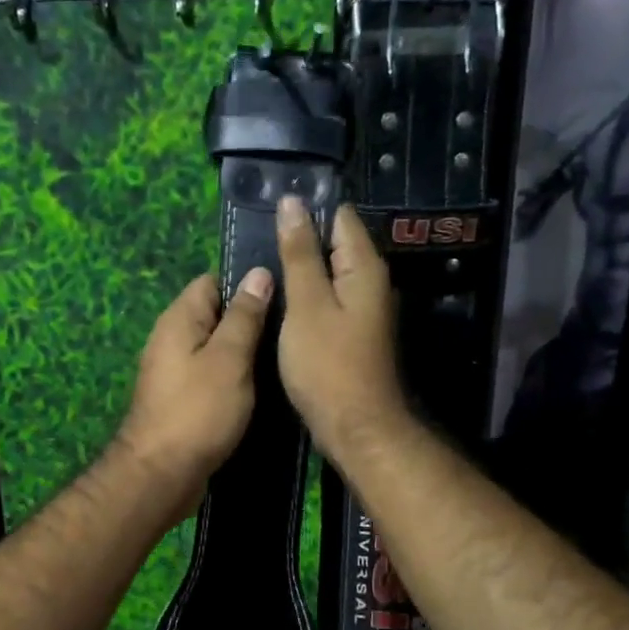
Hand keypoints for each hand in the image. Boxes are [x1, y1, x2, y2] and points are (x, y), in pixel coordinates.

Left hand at [116, 267, 273, 512]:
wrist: (162, 475)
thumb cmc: (198, 410)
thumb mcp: (230, 358)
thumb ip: (245, 316)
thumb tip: (258, 273)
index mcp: (179, 319)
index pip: (213, 281)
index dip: (247, 284)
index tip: (284, 296)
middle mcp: (172, 339)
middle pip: (216, 315)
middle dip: (251, 320)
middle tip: (292, 330)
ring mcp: (175, 371)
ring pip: (217, 349)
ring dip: (245, 353)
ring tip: (284, 356)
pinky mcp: (182, 399)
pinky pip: (212, 376)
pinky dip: (234, 379)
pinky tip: (262, 388)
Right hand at [276, 196, 406, 463]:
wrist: (355, 426)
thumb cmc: (328, 364)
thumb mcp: (306, 304)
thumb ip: (299, 254)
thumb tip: (292, 203)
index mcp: (364, 268)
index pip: (341, 217)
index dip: (308, 209)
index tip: (270, 209)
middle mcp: (371, 283)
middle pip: (336, 244)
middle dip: (301, 238)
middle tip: (257, 237)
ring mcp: (364, 310)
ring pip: (330, 274)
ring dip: (301, 268)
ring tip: (262, 264)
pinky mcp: (352, 333)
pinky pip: (328, 299)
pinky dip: (306, 295)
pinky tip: (280, 301)